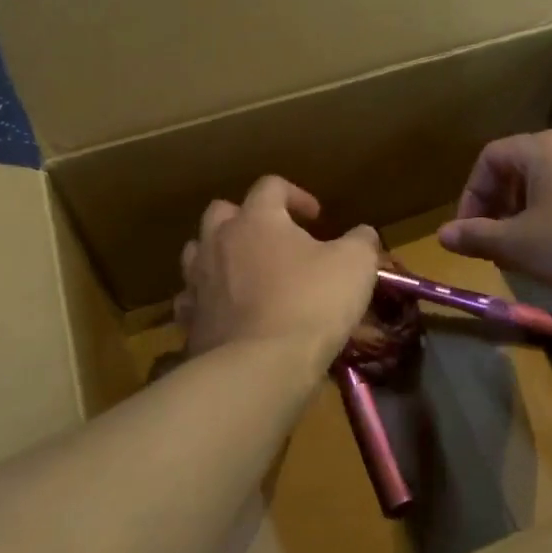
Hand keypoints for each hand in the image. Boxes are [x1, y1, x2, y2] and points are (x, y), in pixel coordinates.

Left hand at [175, 176, 380, 363]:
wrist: (260, 366)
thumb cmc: (311, 303)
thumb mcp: (355, 265)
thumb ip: (360, 241)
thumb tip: (362, 234)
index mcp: (257, 219)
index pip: (270, 186)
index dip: (296, 195)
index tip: (317, 217)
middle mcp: (218, 241)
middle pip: (222, 212)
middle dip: (247, 219)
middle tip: (275, 240)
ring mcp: (197, 280)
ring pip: (198, 252)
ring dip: (221, 255)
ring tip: (246, 273)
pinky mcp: (190, 319)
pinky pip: (191, 299)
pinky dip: (207, 299)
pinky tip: (227, 312)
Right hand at [438, 130, 551, 299]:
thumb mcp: (519, 244)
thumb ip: (477, 236)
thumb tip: (442, 235)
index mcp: (545, 148)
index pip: (490, 158)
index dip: (471, 195)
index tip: (470, 232)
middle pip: (522, 168)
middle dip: (500, 206)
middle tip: (496, 242)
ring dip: (529, 213)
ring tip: (528, 249)